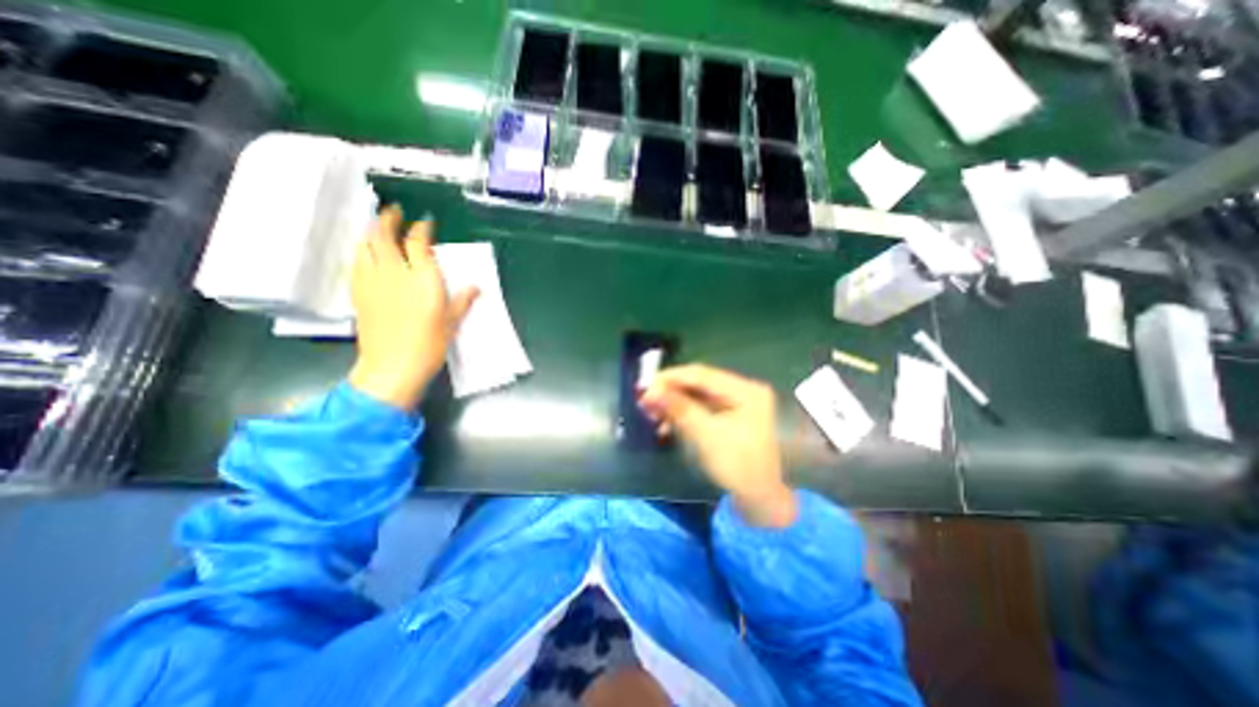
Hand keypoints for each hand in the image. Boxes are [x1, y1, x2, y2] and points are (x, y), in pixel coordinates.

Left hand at [344, 205, 480, 409]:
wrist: (392, 366)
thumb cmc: (429, 345)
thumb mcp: (452, 323)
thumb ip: (462, 301)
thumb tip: (476, 287)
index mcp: (423, 280)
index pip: (418, 243)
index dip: (421, 228)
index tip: (425, 221)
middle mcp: (395, 273)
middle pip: (384, 235)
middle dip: (389, 218)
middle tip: (395, 211)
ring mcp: (372, 281)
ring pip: (366, 245)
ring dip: (372, 231)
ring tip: (379, 226)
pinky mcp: (358, 292)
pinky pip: (357, 261)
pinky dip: (363, 250)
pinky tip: (368, 253)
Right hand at [644, 368, 789, 528]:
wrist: (761, 499)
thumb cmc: (738, 466)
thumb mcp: (706, 435)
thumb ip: (678, 408)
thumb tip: (650, 391)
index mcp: (744, 389)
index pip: (701, 374)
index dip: (670, 378)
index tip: (644, 386)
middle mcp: (742, 390)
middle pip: (699, 384)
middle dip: (670, 392)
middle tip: (645, 401)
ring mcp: (737, 404)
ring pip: (698, 396)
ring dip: (674, 404)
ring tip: (652, 415)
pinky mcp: (730, 417)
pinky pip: (702, 409)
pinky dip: (683, 415)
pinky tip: (667, 425)